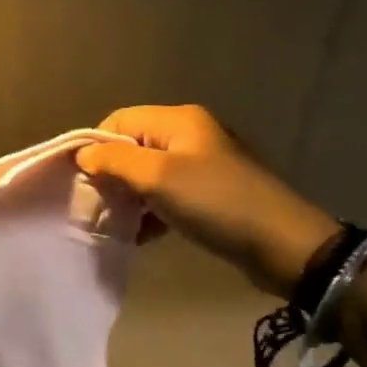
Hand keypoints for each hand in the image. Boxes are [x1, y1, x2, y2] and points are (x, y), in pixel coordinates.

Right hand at [77, 106, 337, 298]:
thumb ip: (113, 161)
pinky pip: (164, 195)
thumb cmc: (215, 202)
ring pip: (145, 174)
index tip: (87, 180)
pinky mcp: (208, 193)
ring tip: (119, 222)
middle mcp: (188, 135)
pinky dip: (149, 211)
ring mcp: (200, 165)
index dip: (96, 147)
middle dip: (110, 175)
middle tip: (100, 203)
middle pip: (130, 147)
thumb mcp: (157, 177)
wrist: (284, 246)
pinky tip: (143, 233)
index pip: (117, 121)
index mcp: (178, 120)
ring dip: (128, 197)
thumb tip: (83, 155)